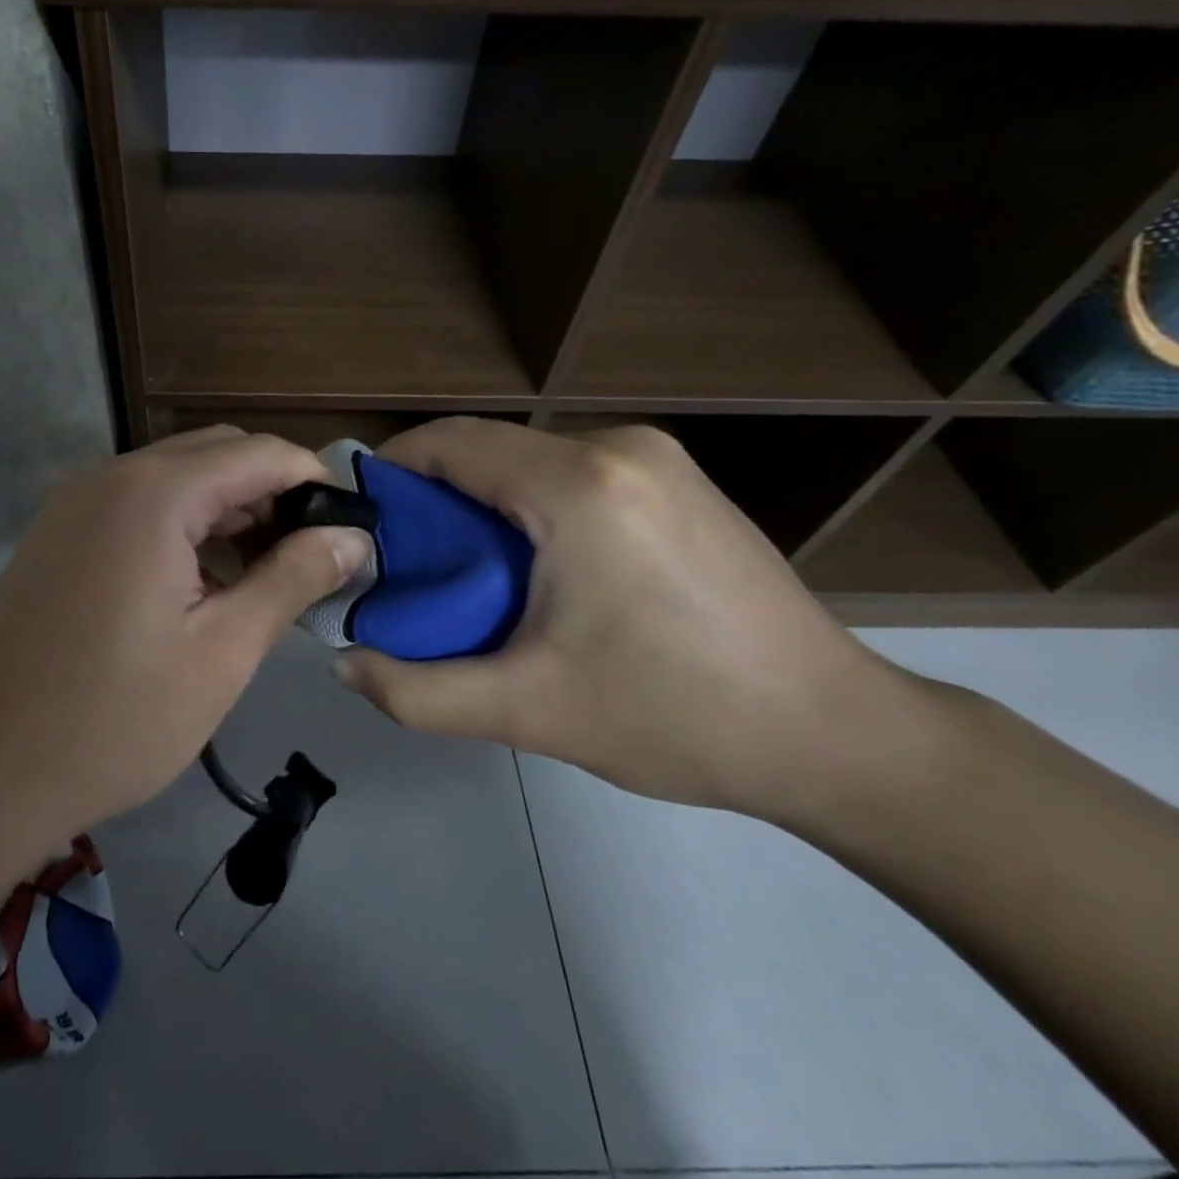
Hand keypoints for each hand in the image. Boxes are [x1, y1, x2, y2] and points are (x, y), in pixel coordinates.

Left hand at [0, 427, 372, 838]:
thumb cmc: (112, 721)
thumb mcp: (222, 653)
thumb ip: (290, 580)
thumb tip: (350, 538)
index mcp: (154, 494)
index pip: (260, 453)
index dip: (314, 482)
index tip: (349, 530)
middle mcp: (109, 476)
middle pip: (216, 454)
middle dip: (272, 494)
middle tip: (307, 559)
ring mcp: (73, 503)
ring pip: (175, 478)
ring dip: (227, 510)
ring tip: (261, 576)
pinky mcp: (56, 534)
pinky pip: (137, 505)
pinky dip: (182, 526)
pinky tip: (200, 584)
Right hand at [333, 418, 921, 822]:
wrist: (836, 735)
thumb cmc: (677, 717)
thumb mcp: (529, 711)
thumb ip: (417, 691)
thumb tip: (343, 664)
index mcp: (579, 485)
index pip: (451, 443)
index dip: (391, 472)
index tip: (358, 522)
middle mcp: (618, 448)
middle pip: (487, 450)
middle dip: (432, 499)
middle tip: (405, 567)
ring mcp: (656, 458)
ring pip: (527, 463)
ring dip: (480, 506)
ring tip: (463, 576)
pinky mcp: (676, 481)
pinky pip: (570, 475)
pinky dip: (528, 508)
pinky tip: (532, 570)